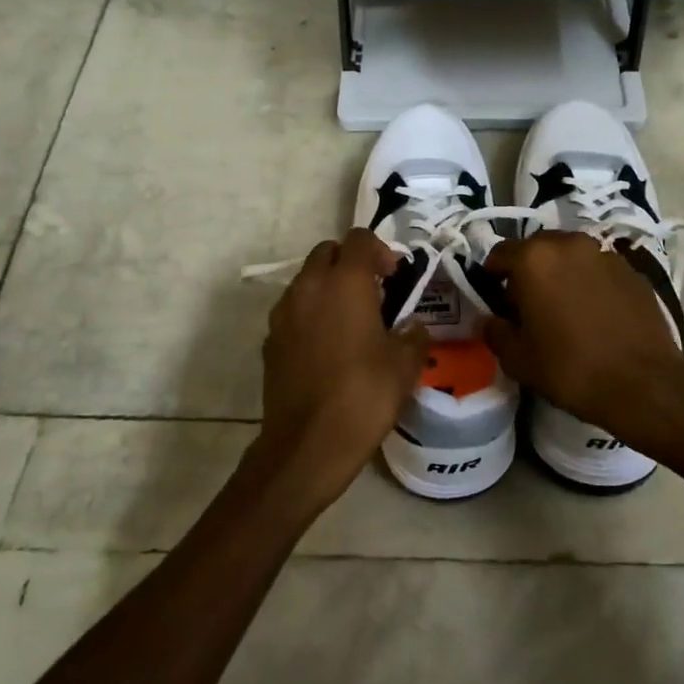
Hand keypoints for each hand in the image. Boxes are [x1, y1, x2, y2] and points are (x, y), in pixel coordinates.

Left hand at [248, 228, 429, 513]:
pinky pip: (294, 310)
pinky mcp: (270, 340)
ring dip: (329, 287)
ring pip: (307, 280)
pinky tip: (328, 346)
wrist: (307, 444)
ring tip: (352, 320)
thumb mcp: (405, 365)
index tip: (396, 277)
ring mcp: (284, 313)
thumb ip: (413, 335)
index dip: (381, 251)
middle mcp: (309, 287)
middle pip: (328, 252)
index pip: (359, 240)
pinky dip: (311, 314)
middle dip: (351, 263)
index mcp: (345, 282)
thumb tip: (412, 325)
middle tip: (374, 292)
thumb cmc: (364, 395)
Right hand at [481, 232, 683, 437]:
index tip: (495, 302)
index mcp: (534, 258)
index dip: (492, 277)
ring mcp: (606, 254)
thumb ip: (495, 332)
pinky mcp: (633, 271)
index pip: (499, 254)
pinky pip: (599, 270)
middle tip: (529, 306)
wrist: (644, 384)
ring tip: (564, 309)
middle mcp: (570, 244)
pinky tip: (595, 315)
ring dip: (562, 274)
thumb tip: (489, 321)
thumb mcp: (518, 359)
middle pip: (537, 249)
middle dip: (529, 272)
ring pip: (571, 257)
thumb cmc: (570, 368)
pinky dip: (590, 284)